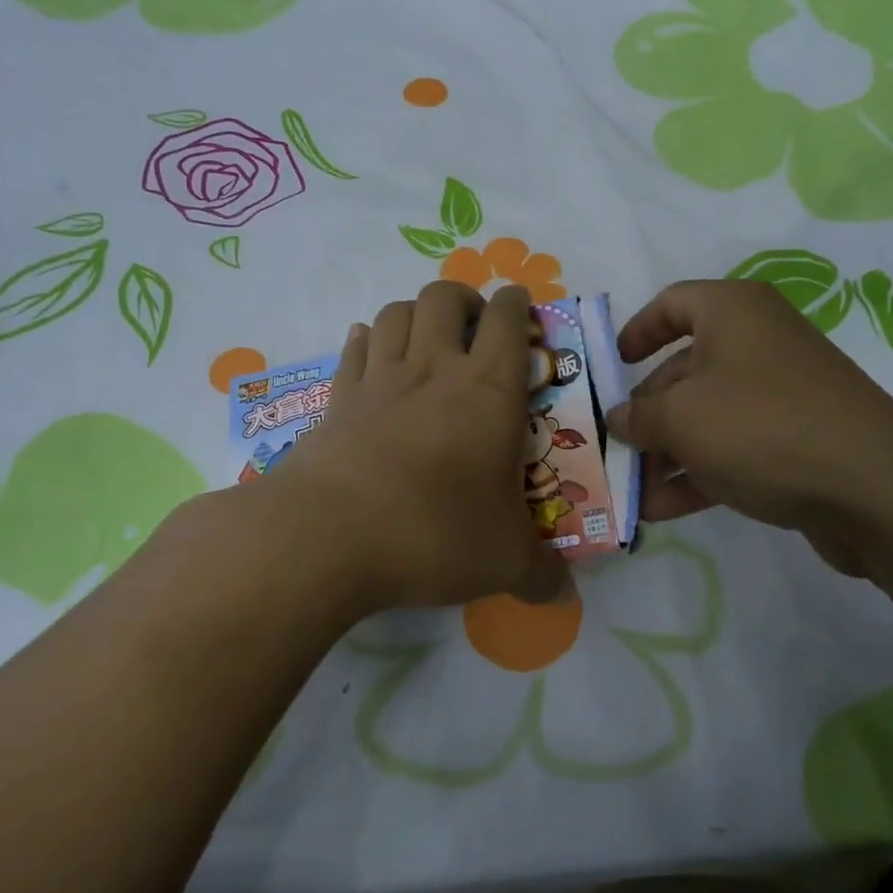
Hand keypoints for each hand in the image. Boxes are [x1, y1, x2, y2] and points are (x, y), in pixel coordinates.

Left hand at [259, 281, 569, 617]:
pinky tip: (372, 355)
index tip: (521, 311)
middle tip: (474, 328)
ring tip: (426, 341)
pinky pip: (354, 349)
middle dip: (464, 298)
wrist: (327, 537)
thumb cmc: (433, 534)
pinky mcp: (336, 400)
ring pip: (396, 312)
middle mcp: (433, 369)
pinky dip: (367, 341)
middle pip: (443, 297)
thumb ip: (542, 575)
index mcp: (488, 390)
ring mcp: (379, 380)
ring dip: (415, 314)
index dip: (516, 303)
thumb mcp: (504, 563)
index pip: (506, 318)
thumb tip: (565, 595)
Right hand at [607, 280, 892, 578]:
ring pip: (708, 414)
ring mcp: (781, 393)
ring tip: (631, 490)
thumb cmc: (761, 426)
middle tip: (613, 447)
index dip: (636, 331)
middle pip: (684, 368)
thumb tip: (621, 418)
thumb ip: (639, 416)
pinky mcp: (797, 439)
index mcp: (733, 312)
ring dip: (667, 452)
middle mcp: (758, 342)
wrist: (874, 488)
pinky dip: (699, 473)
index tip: (611, 366)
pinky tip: (662, 510)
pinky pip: (735, 447)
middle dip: (646, 412)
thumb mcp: (682, 418)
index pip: (672, 303)